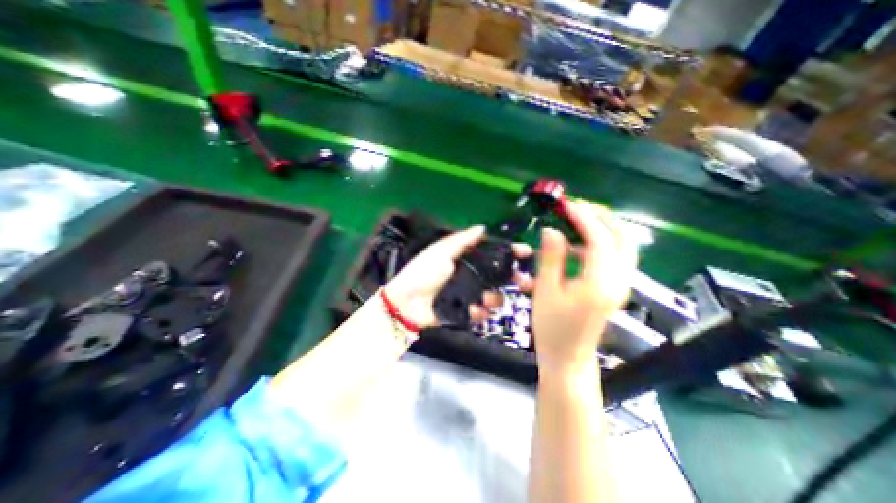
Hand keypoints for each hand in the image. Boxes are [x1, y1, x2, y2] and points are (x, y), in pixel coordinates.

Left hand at [385, 225, 530, 330]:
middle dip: (515, 279)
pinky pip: (481, 313)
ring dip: (495, 298)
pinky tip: (473, 311)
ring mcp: (470, 295)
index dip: (510, 252)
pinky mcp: (465, 312)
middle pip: (500, 276)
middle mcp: (472, 276)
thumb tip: (483, 227)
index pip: (493, 253)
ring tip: (486, 300)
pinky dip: (480, 313)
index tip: (526, 252)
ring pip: (494, 296)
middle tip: (525, 282)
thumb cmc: (423, 272)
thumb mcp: (441, 251)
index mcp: (467, 259)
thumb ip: (462, 240)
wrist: (406, 302)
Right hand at [530, 202, 635, 374]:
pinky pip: (614, 257)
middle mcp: (618, 281)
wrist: (568, 358)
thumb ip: (551, 258)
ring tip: (574, 223)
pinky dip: (598, 244)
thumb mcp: (545, 290)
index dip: (583, 218)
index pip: (599, 239)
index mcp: (599, 283)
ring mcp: (619, 285)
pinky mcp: (614, 288)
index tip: (566, 205)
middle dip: (601, 217)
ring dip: (601, 229)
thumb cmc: (552, 327)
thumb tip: (551, 230)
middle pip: (623, 237)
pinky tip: (575, 248)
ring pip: (622, 246)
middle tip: (576, 210)